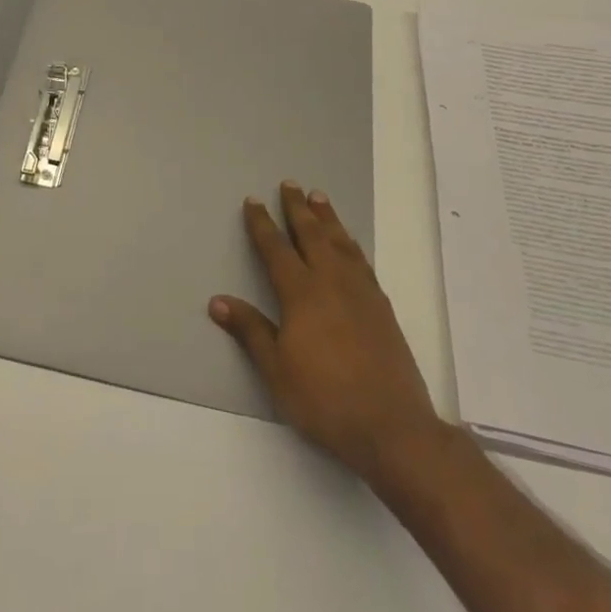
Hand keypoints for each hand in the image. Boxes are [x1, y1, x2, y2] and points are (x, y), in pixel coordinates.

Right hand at [211, 182, 443, 488]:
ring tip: (319, 198)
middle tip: (290, 184)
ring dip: (327, 218)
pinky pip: (362, 260)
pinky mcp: (382, 307)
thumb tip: (217, 301)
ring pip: (341, 242)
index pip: (276, 249)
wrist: (392, 427)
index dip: (262, 224)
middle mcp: (332, 282)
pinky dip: (351, 243)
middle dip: (297, 209)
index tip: (254, 201)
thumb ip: (250, 331)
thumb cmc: (325, 399)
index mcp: (302, 293)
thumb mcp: (277, 370)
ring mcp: (361, 293)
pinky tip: (349, 244)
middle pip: (312, 235)